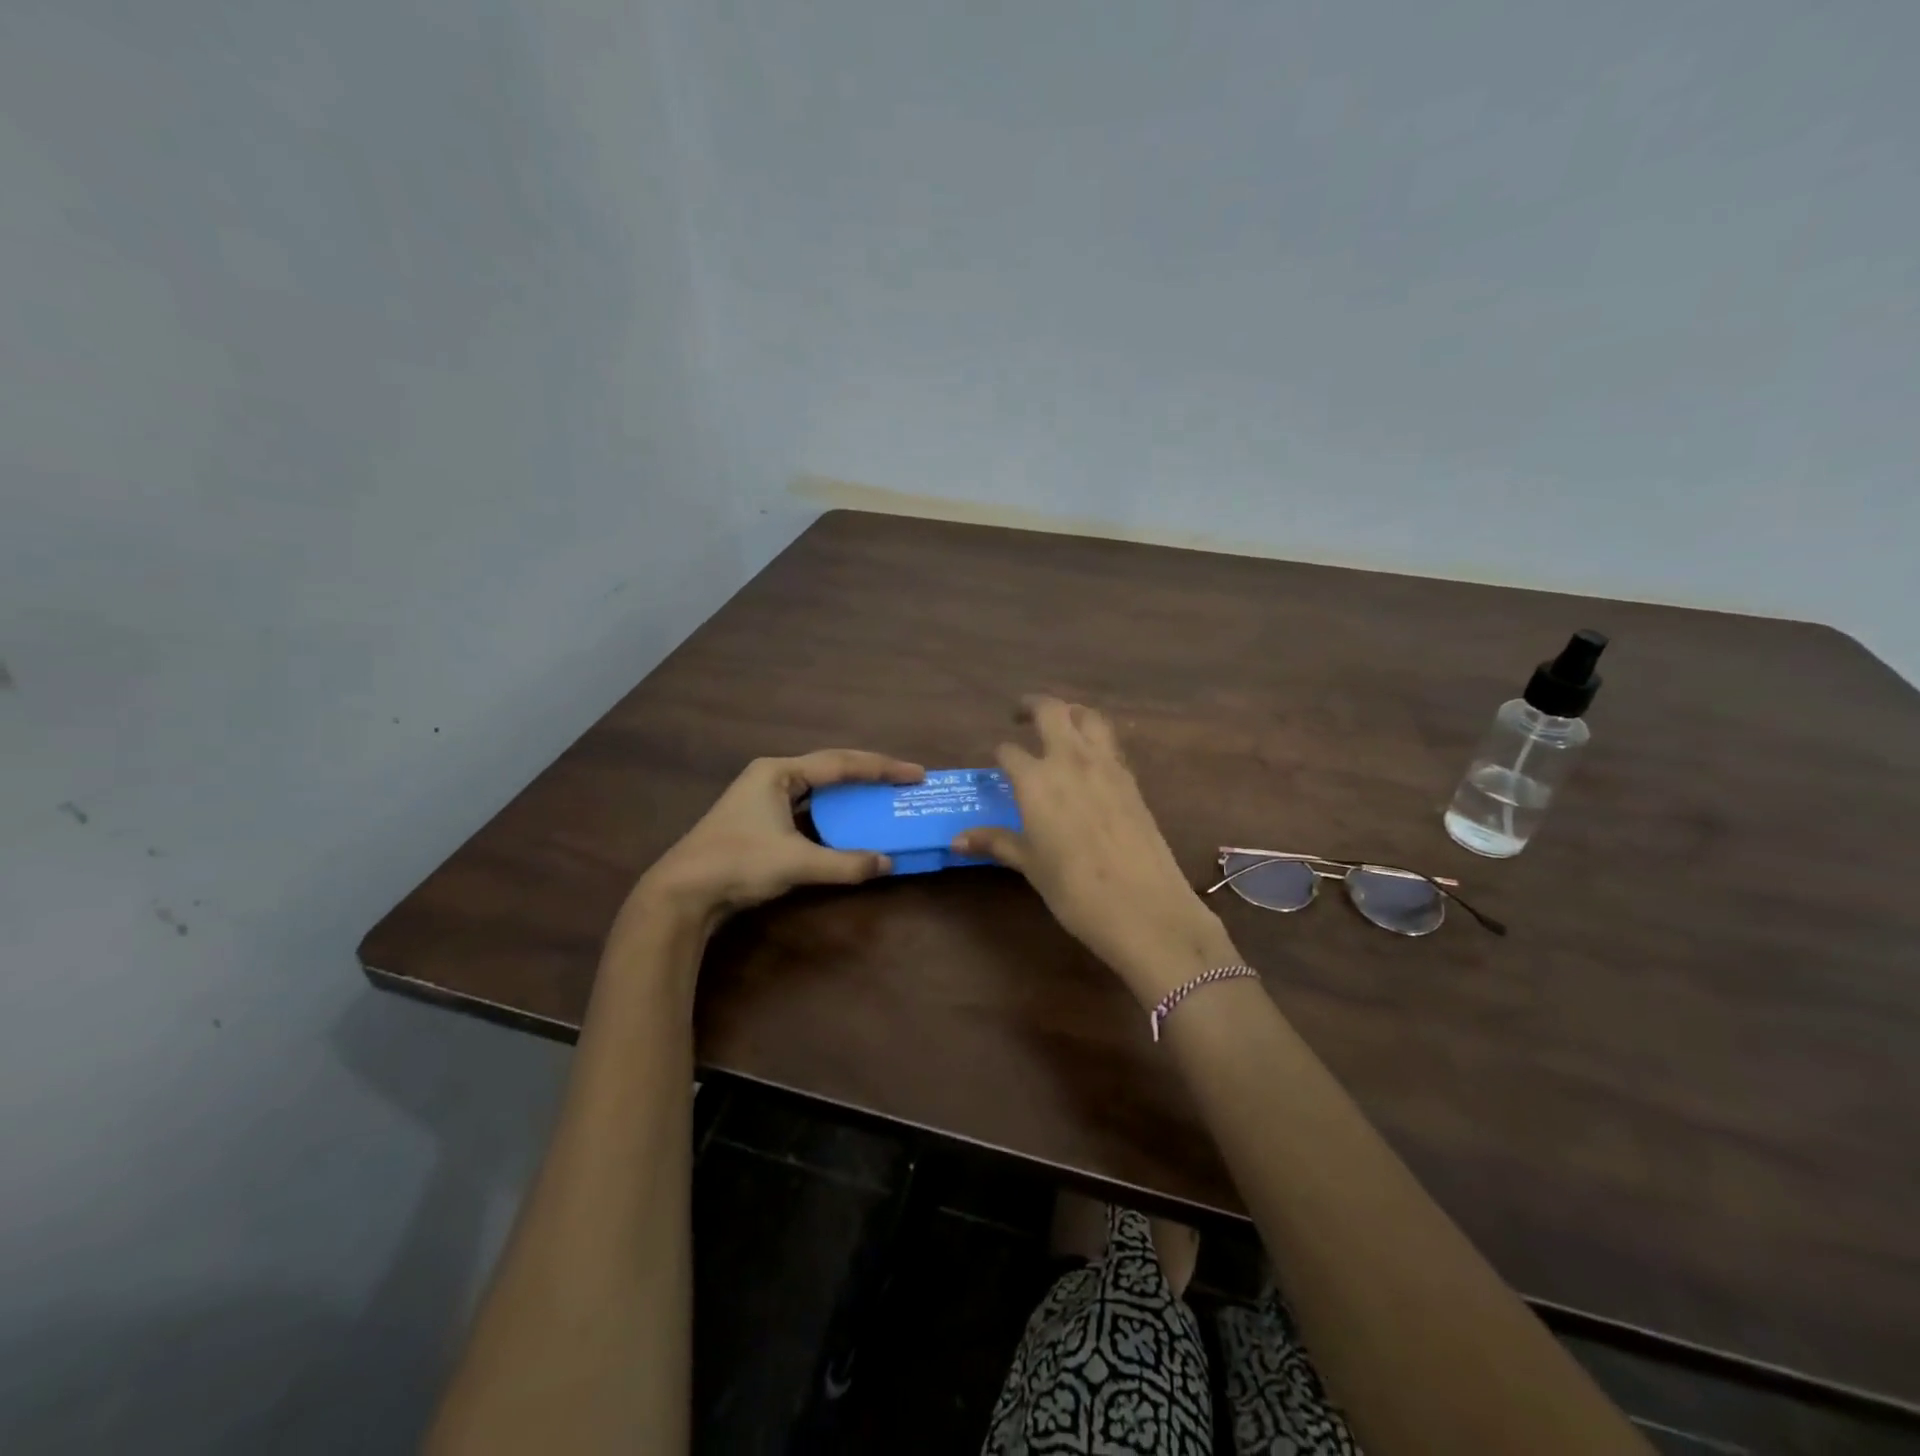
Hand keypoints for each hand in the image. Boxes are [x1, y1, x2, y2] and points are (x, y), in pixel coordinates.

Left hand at [630, 750, 924, 931]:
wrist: (682, 892)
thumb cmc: (738, 864)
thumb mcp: (796, 863)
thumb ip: (845, 863)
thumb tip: (887, 863)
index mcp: (779, 772)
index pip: (841, 764)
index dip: (882, 768)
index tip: (916, 773)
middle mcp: (773, 776)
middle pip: (831, 768)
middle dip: (870, 774)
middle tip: (906, 780)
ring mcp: (764, 797)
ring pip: (819, 788)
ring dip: (851, 793)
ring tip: (884, 796)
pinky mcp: (761, 819)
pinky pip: (808, 808)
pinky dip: (833, 813)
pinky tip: (850, 822)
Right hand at [952, 698, 1237, 1006]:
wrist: (1144, 906)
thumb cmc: (1075, 889)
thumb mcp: (1031, 864)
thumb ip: (997, 842)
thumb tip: (957, 840)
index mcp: (1036, 780)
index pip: (1010, 752)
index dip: (1000, 754)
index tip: (996, 763)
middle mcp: (1070, 760)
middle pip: (1051, 711)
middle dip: (1032, 706)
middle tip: (1020, 715)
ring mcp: (1106, 765)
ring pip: (1087, 716)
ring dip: (1070, 712)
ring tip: (1059, 723)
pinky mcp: (1131, 779)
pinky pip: (1109, 742)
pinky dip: (1094, 737)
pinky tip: (1089, 758)